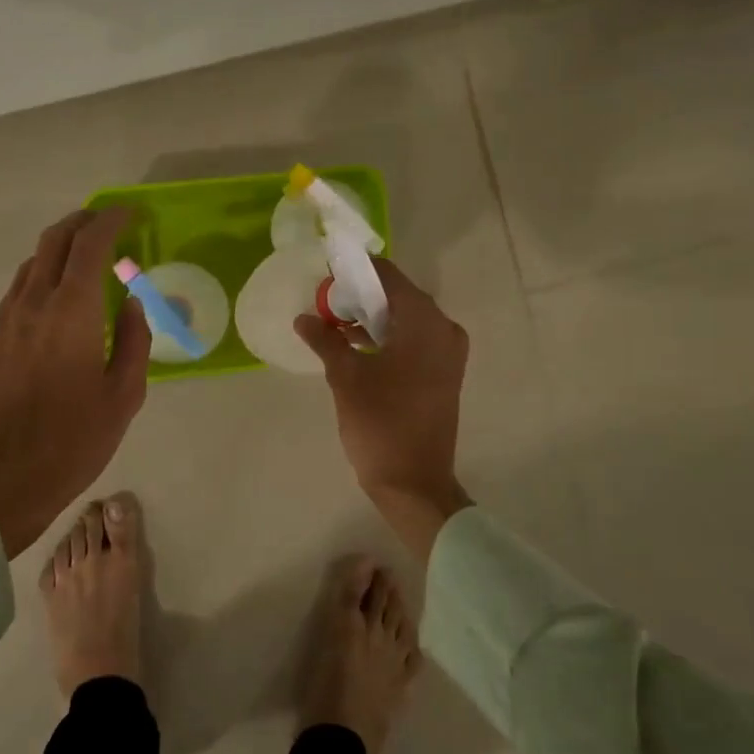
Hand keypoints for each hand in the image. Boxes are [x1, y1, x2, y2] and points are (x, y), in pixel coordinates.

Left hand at [0, 208, 149, 558]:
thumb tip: (131, 303)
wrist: (0, 481)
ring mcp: (7, 319)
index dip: (112, 220)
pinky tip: (60, 294)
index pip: (90, 245)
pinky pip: (20, 287)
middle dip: (83, 221)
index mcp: (72, 313)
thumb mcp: (123, 396)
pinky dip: (44, 272)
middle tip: (110, 222)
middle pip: (54, 240)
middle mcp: (34, 303)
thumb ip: (133, 341)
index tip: (132, 213)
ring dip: (61, 245)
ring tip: (88, 254)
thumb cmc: (72, 442)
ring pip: (33, 261)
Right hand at [296, 258, 472, 561]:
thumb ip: (326, 340)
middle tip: (327, 299)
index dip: (358, 269)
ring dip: (375, 317)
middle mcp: (444, 329)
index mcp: (424, 323)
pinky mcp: (445, 373)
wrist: (415, 483)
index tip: (328, 270)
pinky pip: (416, 339)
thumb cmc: (380, 425)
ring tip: (336, 322)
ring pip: (408, 319)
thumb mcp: (346, 378)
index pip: (389, 276)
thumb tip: (303, 317)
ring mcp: (449, 353)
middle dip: (363, 294)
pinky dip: (390, 336)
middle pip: (400, 296)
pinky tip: (358, 345)